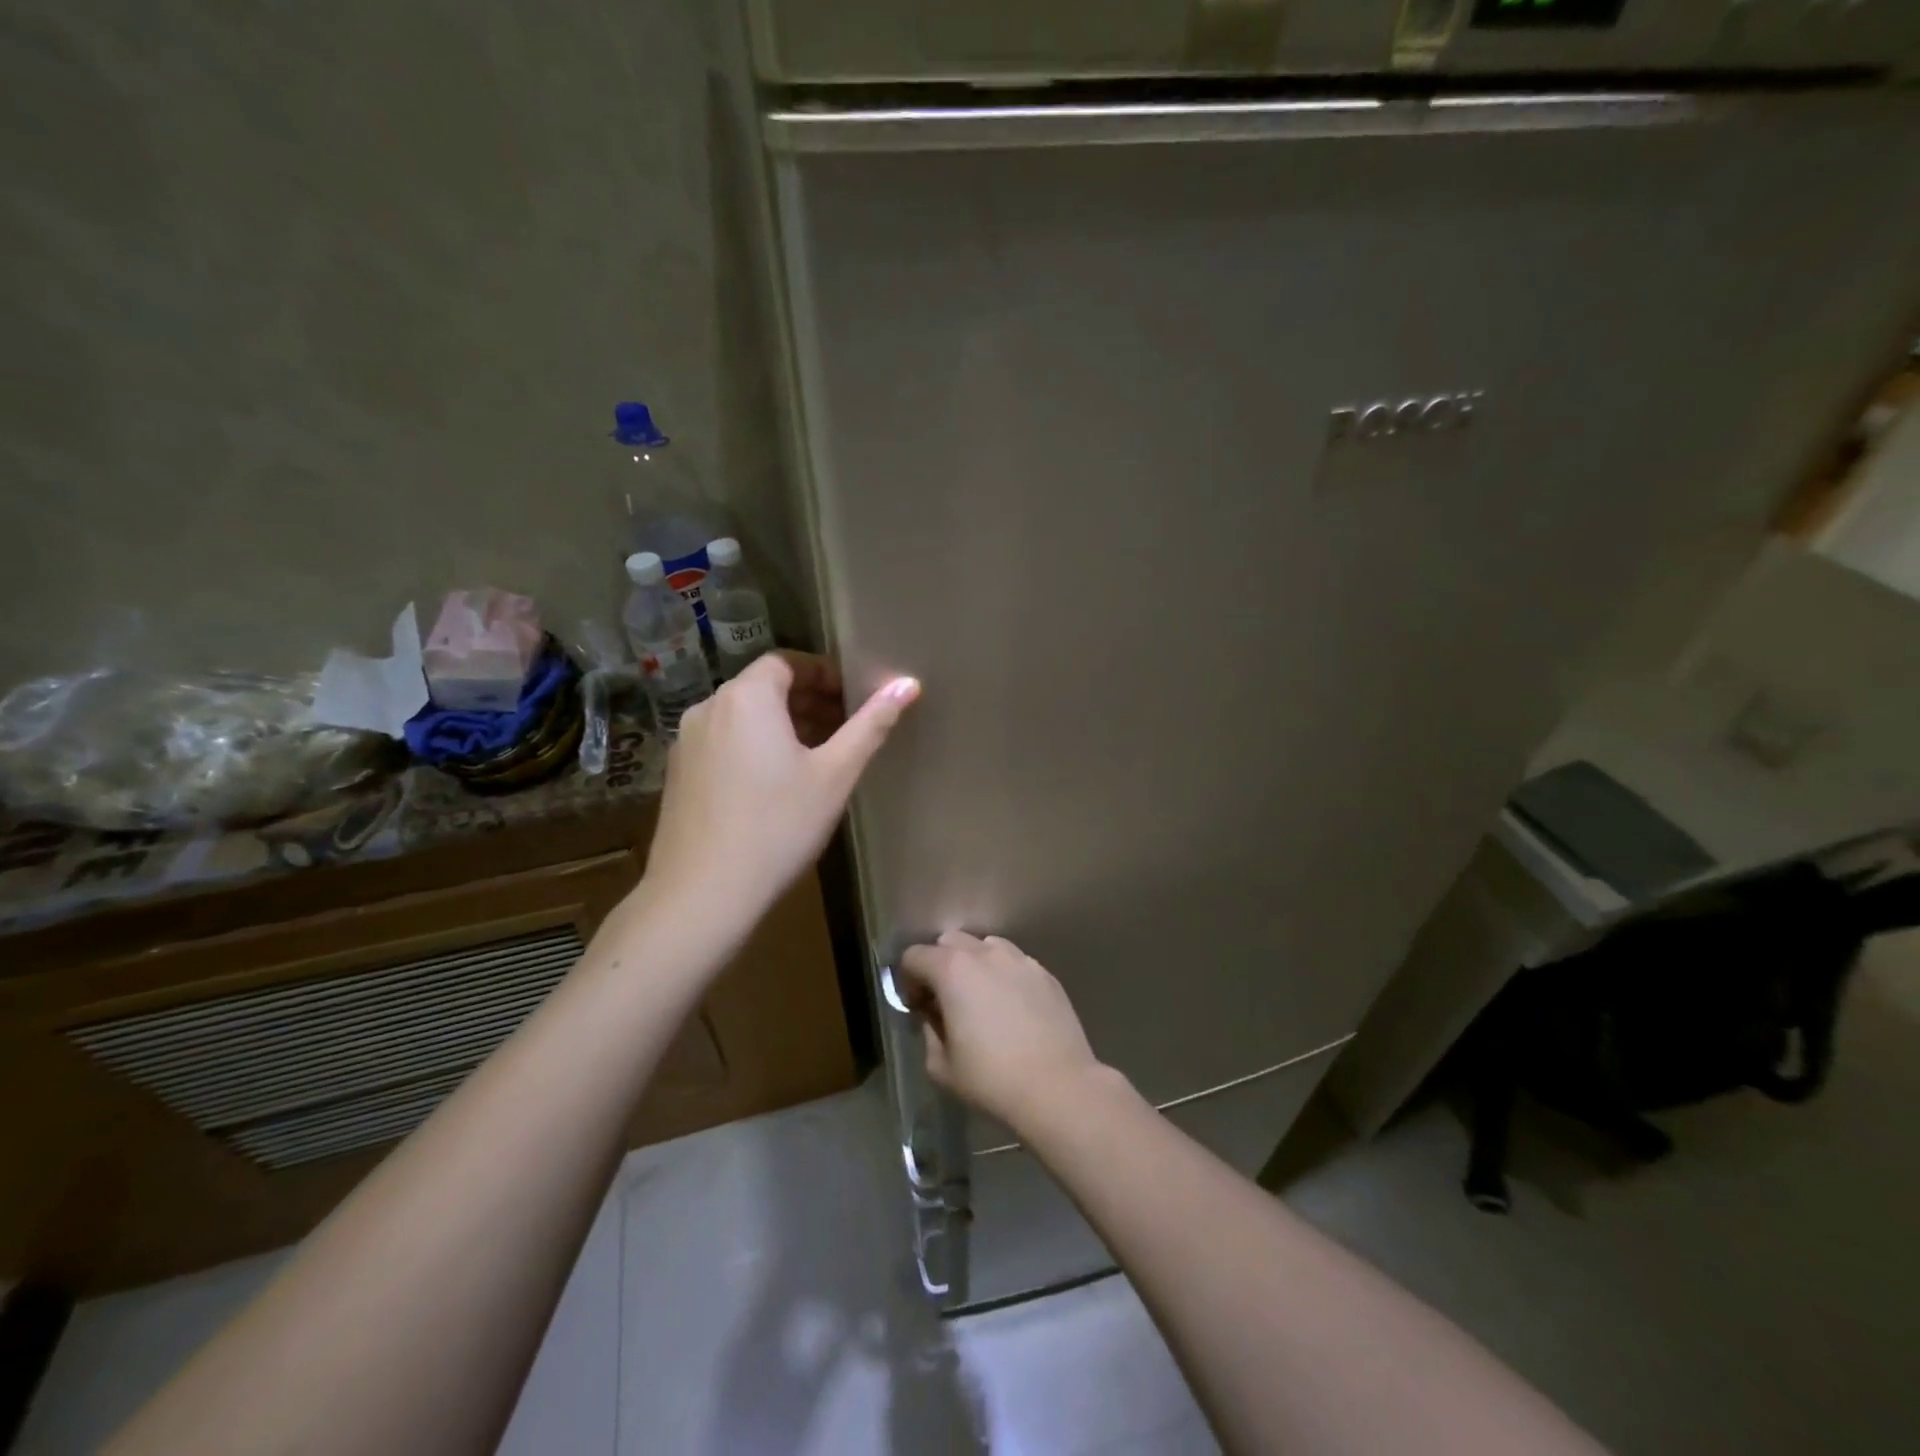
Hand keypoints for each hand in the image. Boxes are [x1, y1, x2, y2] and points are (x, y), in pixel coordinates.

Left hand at [644, 653, 918, 922]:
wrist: (703, 894)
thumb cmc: (779, 827)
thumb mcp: (835, 774)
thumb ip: (871, 724)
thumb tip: (908, 683)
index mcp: (747, 698)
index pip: (787, 662)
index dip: (822, 674)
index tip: (851, 700)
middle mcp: (708, 707)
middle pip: (763, 687)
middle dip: (806, 701)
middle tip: (842, 730)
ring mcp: (686, 742)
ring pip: (742, 717)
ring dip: (780, 725)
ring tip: (814, 759)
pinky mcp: (677, 774)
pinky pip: (723, 742)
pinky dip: (752, 746)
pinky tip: (773, 786)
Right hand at [898, 932, 1105, 1131]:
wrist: (1058, 1087)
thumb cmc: (992, 1079)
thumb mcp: (941, 1066)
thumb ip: (929, 1032)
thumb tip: (934, 1016)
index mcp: (952, 970)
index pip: (915, 955)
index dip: (908, 980)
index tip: (918, 1008)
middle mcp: (985, 953)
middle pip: (949, 941)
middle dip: (939, 964)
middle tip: (945, 1000)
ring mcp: (1019, 959)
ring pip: (985, 946)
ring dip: (973, 964)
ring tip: (981, 999)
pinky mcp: (1045, 973)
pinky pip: (1014, 962)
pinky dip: (1003, 975)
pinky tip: (1012, 1007)